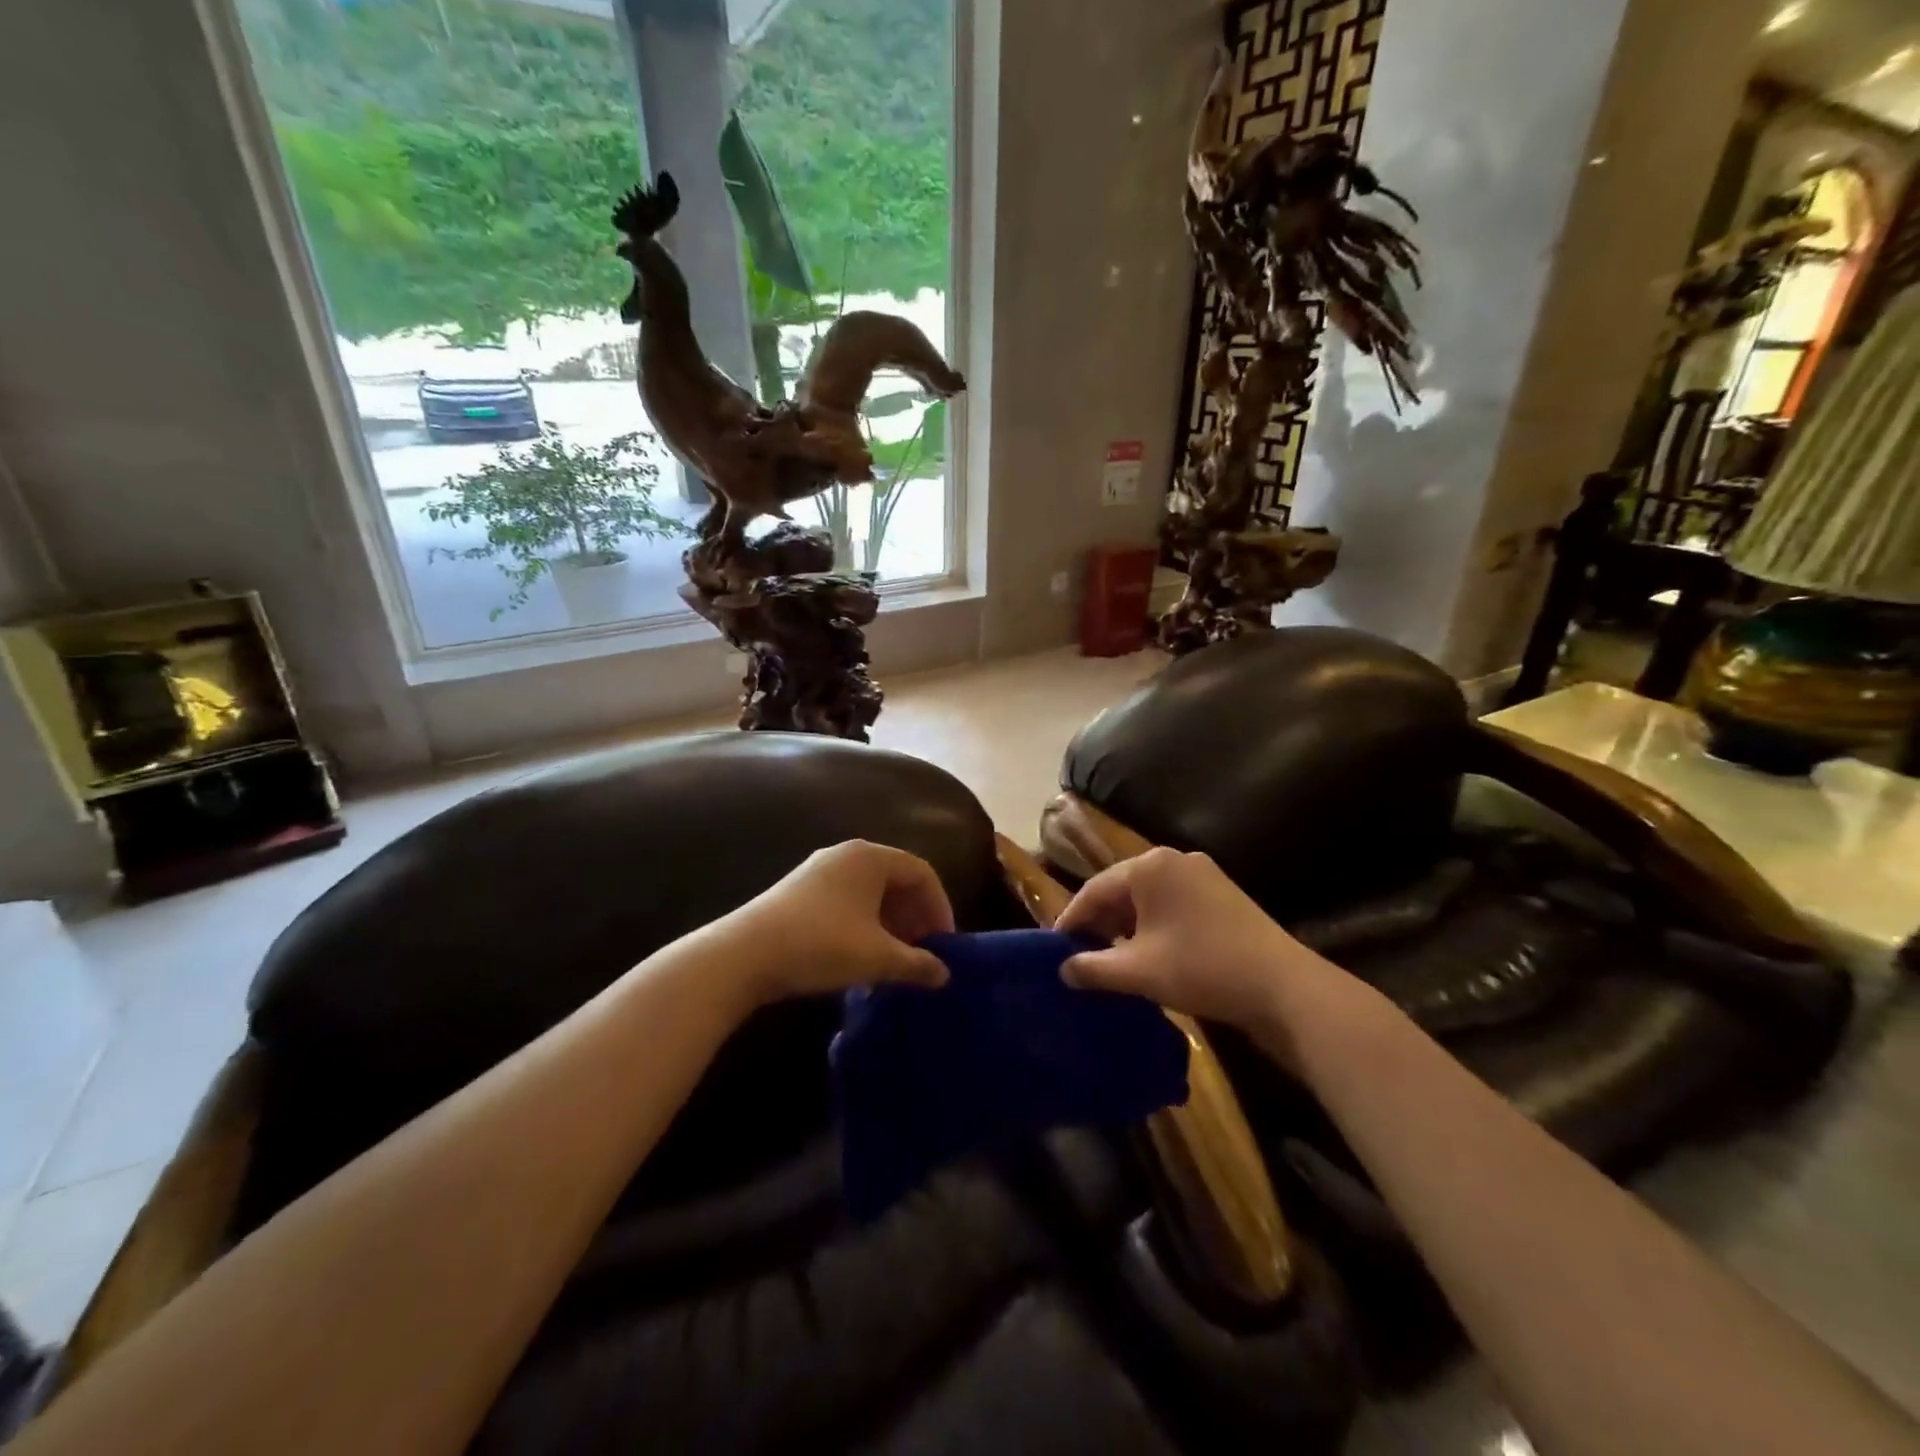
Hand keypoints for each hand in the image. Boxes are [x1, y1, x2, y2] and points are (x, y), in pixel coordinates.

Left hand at [715, 840, 953, 1008]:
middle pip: (896, 880)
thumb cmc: (820, 945)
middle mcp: (846, 854)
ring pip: (870, 892)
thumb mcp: (876, 958)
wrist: (742, 955)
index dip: (940, 907)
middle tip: (923, 952)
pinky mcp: (798, 891)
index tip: (945, 943)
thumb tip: (945, 974)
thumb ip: (917, 964)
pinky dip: (864, 924)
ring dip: (890, 923)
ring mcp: (819, 870)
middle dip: (915, 916)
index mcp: (870, 857)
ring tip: (895, 959)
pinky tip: (861, 957)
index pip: (921, 873)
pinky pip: (847, 900)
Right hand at [1056, 848, 1359, 1061]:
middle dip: (1100, 922)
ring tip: (1112, 958)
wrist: (1282, 987)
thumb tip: (1062, 970)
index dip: (1071, 920)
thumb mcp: (1138, 971)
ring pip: (1149, 898)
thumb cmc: (1201, 968)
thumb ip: (1092, 968)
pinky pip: (1174, 904)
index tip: (1054, 948)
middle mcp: (1175, 859)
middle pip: (1122, 889)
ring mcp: (1203, 874)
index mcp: (1149, 866)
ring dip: (1127, 926)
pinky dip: (1155, 926)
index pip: (1094, 889)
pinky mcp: (1223, 895)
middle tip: (1081, 955)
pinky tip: (1151, 953)